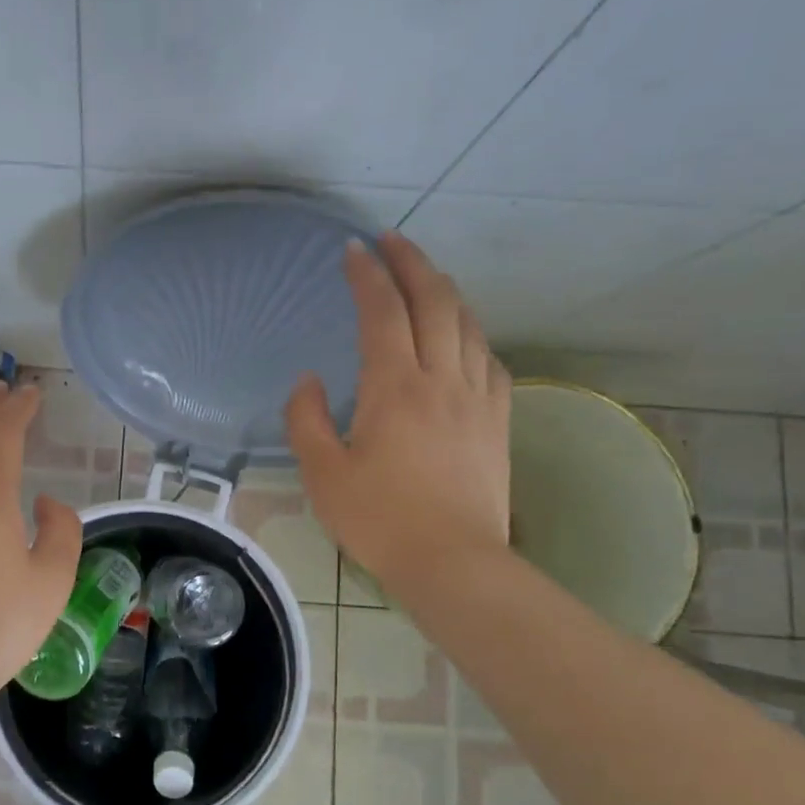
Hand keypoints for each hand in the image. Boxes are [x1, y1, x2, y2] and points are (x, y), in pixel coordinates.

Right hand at [286, 233, 510, 589]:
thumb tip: (310, 381)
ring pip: (468, 324)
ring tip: (424, 278)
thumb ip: (306, 419)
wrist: (453, 563)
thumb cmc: (378, 519)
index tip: (353, 249)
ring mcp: (477, 397)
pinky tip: (462, 336)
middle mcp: (441, 379)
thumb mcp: (322, 472)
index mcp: (394, 387)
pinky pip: (490, 358)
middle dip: (412, 263)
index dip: (367, 275)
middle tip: (392, 241)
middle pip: (435, 301)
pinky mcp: (498, 420)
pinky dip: (471, 333)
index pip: (382, 312)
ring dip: (445, 291)